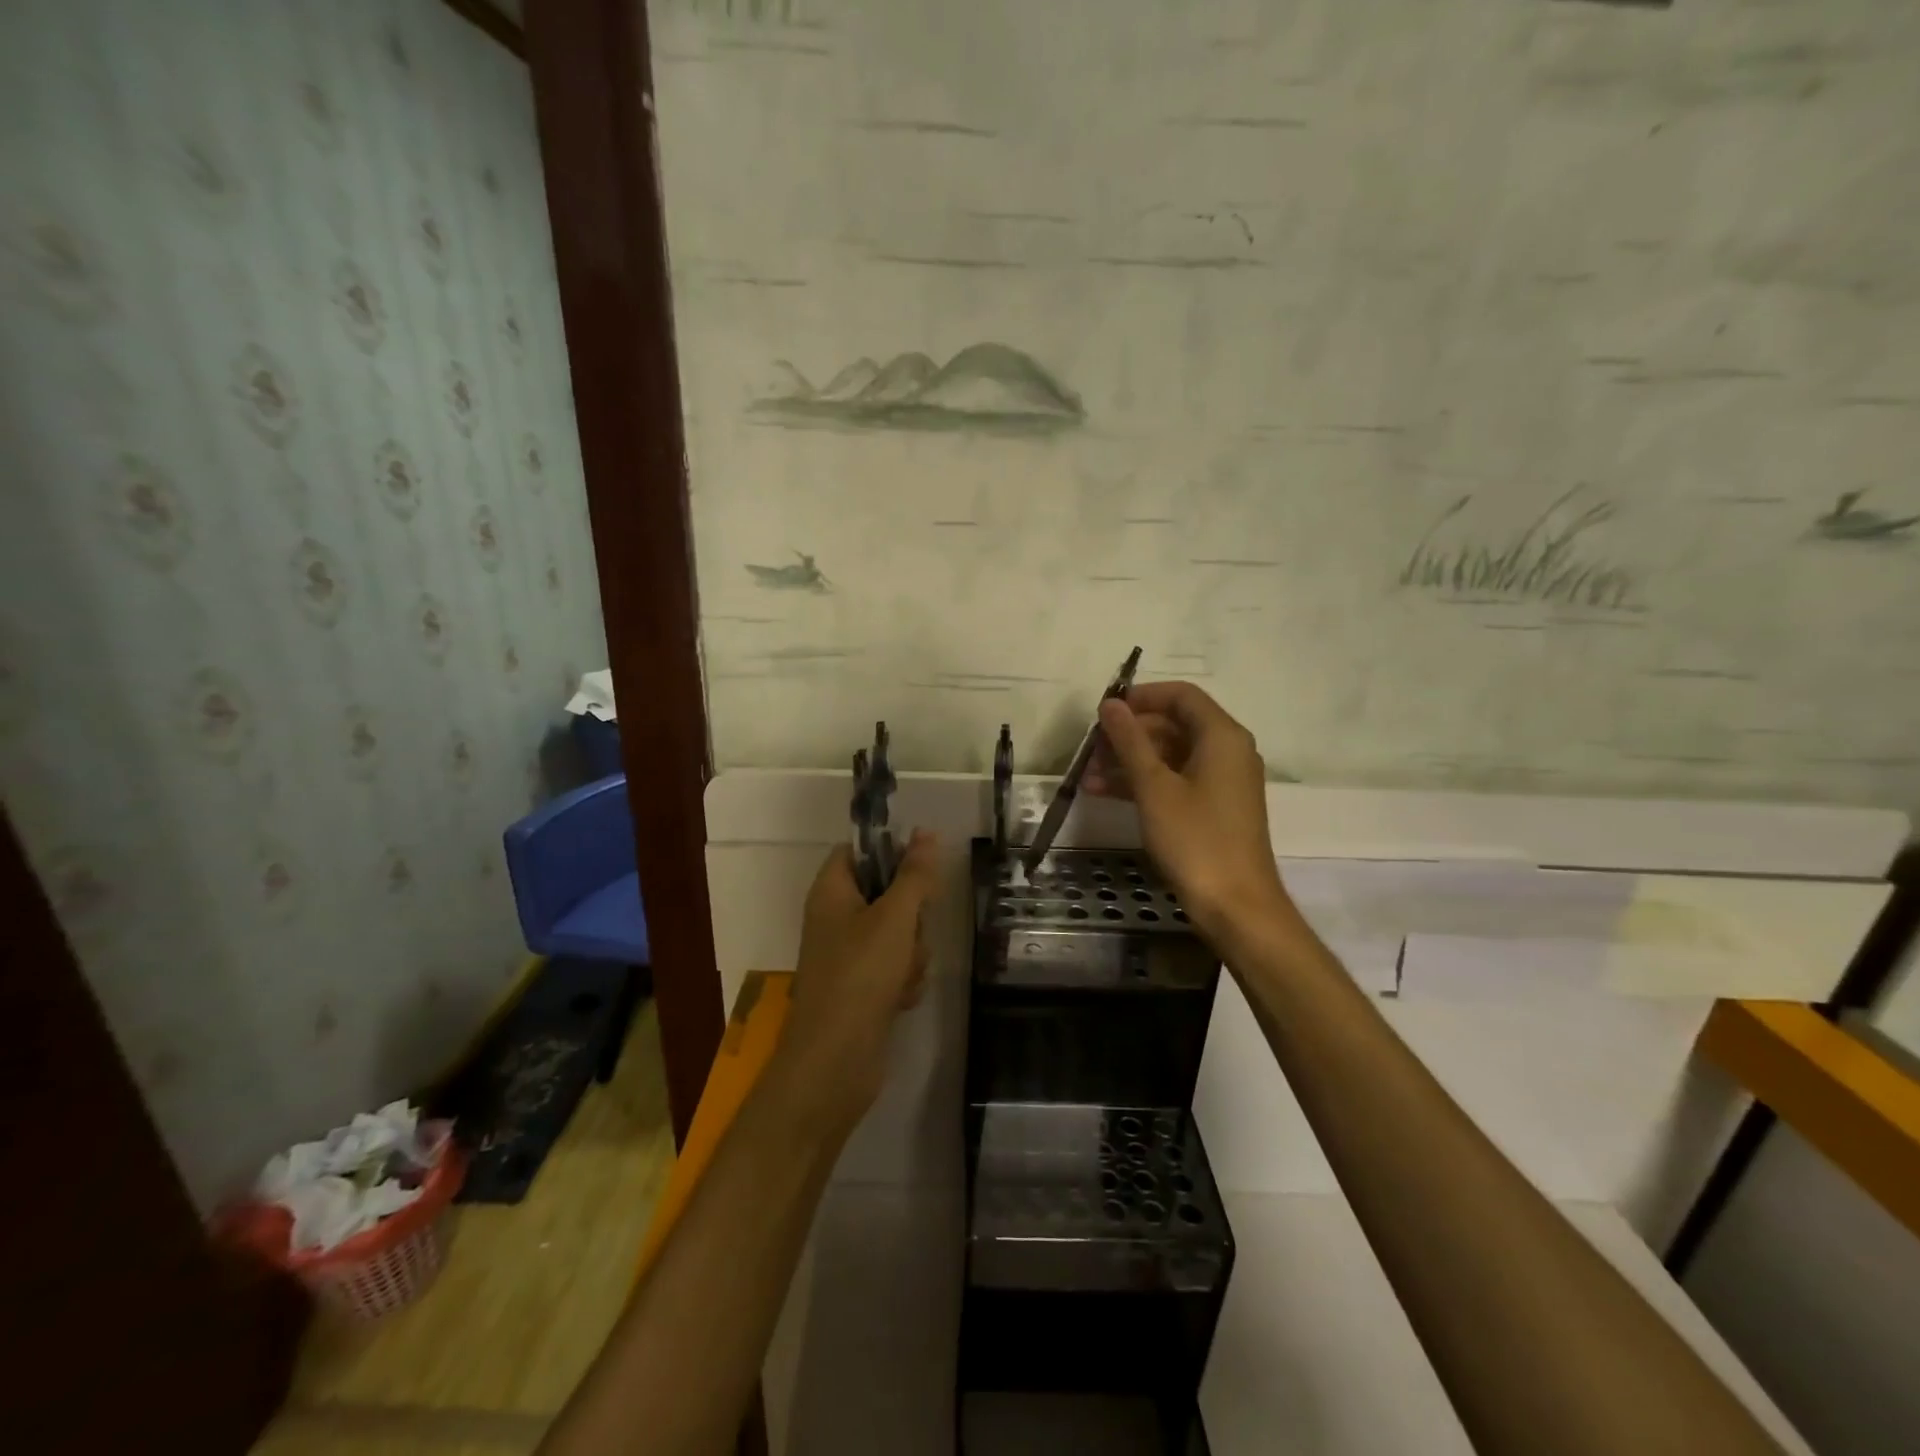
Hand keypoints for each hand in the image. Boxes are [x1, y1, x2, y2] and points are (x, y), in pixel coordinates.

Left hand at [773, 830, 940, 1136]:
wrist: (835, 1059)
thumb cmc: (861, 974)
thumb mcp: (894, 917)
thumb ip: (914, 874)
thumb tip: (925, 832)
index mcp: (831, 891)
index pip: (858, 851)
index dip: (890, 852)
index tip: (920, 869)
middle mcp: (835, 918)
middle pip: (886, 893)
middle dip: (911, 915)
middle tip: (910, 932)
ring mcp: (848, 955)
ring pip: (897, 933)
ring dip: (912, 952)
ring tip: (904, 974)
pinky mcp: (861, 987)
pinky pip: (894, 966)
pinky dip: (904, 979)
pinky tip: (901, 998)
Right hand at [1085, 682, 1294, 940]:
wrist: (1236, 905)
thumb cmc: (1195, 839)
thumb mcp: (1154, 787)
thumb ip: (1130, 741)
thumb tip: (1111, 705)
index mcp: (1222, 736)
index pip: (1181, 695)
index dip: (1141, 697)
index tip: (1105, 711)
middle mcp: (1227, 751)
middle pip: (1173, 725)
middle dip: (1128, 735)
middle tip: (1090, 749)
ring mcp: (1222, 781)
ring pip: (1170, 755)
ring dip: (1129, 762)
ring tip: (1087, 777)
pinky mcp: (1214, 808)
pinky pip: (1175, 780)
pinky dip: (1143, 783)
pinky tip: (1105, 794)